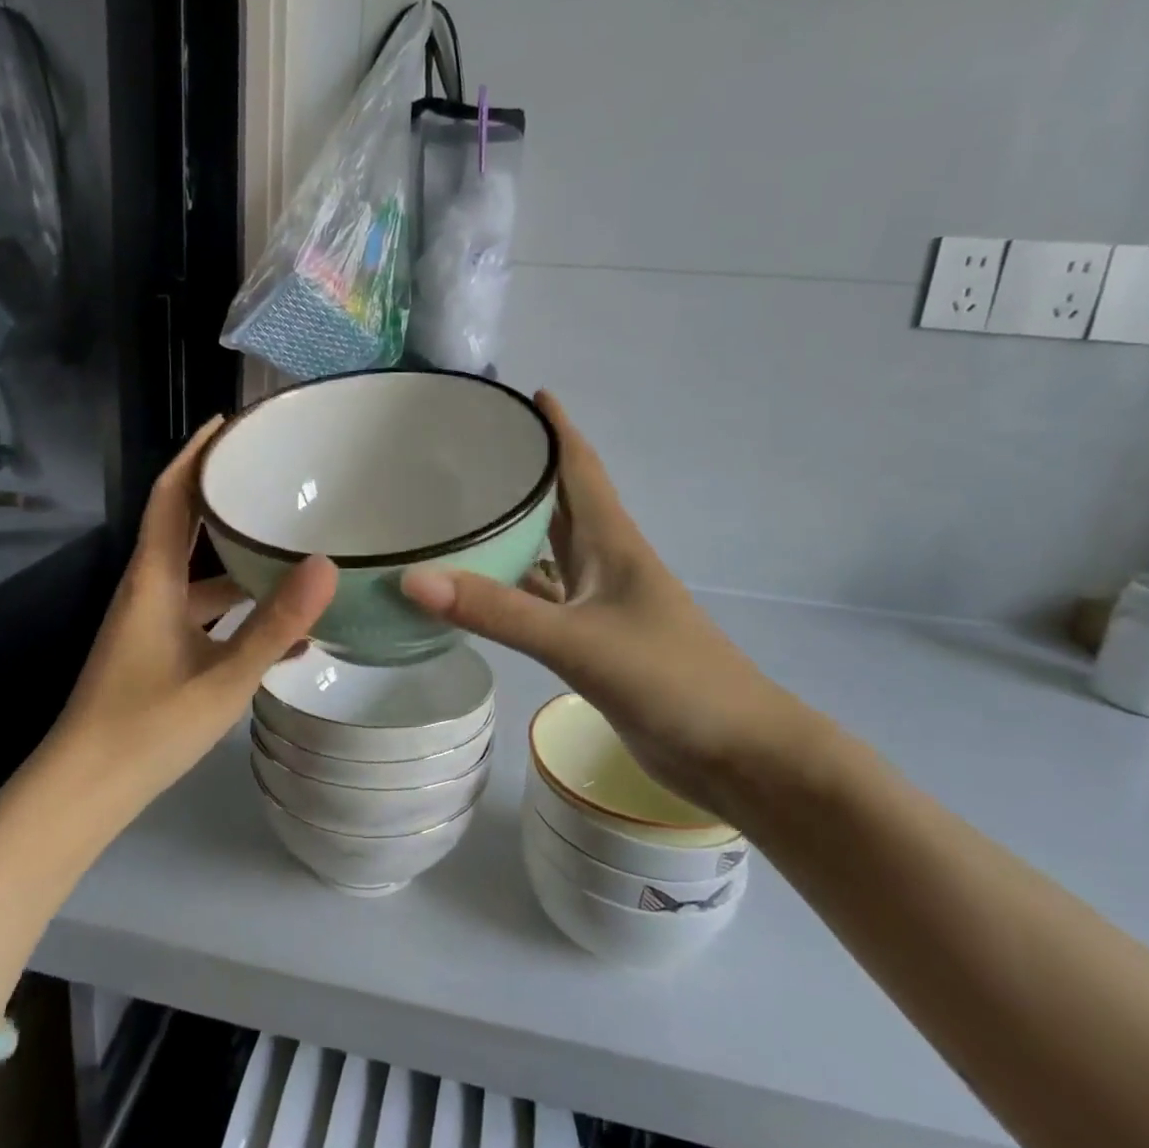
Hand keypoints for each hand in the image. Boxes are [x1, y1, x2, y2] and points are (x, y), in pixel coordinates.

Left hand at [56, 417, 336, 800]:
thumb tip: (326, 565)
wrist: (84, 793)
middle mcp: (149, 590)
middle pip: (184, 525)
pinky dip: (238, 610)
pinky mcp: (159, 651)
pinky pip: (205, 614)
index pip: (169, 496)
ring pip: (200, 574)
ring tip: (293, 544)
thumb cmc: (147, 728)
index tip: (229, 423)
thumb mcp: (223, 677)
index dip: (195, 454)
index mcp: (153, 580)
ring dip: (238, 558)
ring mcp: (152, 622)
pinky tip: (287, 631)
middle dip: (222, 495)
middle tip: (273, 475)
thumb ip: (275, 624)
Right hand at [400, 392, 811, 817]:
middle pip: (560, 502)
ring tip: (459, 512)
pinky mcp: (593, 642)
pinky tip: (476, 591)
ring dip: (514, 530)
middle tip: (469, 450)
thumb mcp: (578, 641)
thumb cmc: (670, 679)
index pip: (580, 467)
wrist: (735, 754)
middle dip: (525, 471)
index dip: (557, 428)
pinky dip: (512, 589)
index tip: (527, 393)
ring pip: (548, 552)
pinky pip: (542, 600)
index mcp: (611, 542)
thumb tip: (413, 579)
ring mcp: (600, 604)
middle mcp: (605, 562)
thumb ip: (498, 612)